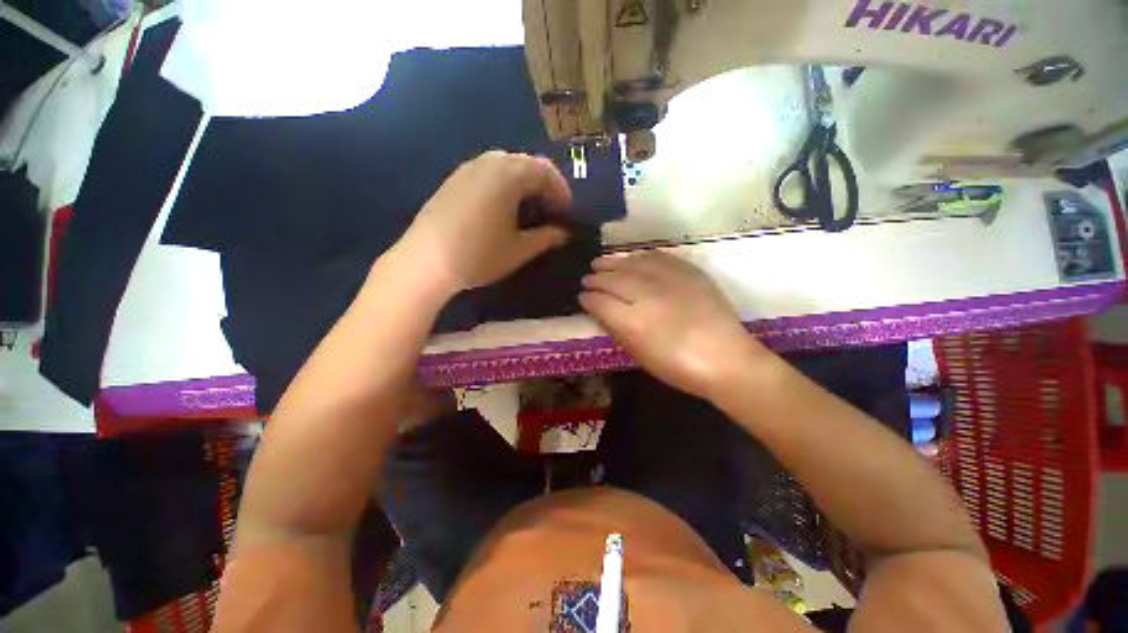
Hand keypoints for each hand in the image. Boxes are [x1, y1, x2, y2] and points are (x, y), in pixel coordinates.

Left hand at [398, 151, 572, 296]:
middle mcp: (488, 163)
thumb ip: (546, 237)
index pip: (545, 171)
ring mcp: (467, 169)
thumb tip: (563, 233)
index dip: (561, 190)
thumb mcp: (519, 249)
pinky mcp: (453, 180)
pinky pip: (487, 173)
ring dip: (523, 184)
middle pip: (525, 164)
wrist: (426, 261)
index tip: (566, 211)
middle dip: (543, 185)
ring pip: (505, 167)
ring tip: (528, 210)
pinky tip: (502, 209)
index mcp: (508, 175)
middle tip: (549, 209)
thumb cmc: (479, 255)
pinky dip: (503, 185)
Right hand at [579, 252, 766, 400]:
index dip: (588, 298)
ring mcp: (670, 280)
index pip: (600, 301)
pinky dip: (640, 257)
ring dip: (613, 262)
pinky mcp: (689, 272)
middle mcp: (648, 295)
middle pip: (614, 279)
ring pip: (633, 264)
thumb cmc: (678, 367)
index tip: (582, 296)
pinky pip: (658, 257)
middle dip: (597, 278)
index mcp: (633, 322)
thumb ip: (617, 330)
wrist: (727, 359)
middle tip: (587, 277)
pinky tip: (632, 259)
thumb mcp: (640, 356)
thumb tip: (600, 311)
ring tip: (601, 262)